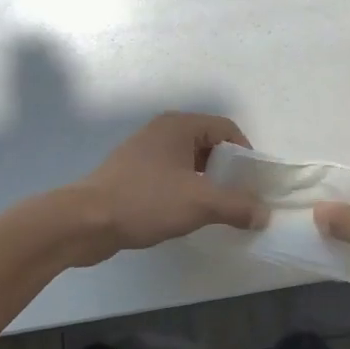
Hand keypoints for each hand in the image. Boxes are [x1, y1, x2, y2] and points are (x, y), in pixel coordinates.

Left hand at [66, 113, 264, 266]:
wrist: (85, 222)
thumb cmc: (145, 201)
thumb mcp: (199, 203)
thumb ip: (237, 206)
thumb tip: (264, 214)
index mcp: (178, 126)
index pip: (226, 128)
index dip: (245, 154)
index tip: (254, 183)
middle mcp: (162, 132)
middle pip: (208, 145)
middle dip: (227, 171)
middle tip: (239, 198)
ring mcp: (144, 153)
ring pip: (188, 163)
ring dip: (206, 184)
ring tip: (216, 211)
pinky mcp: (132, 175)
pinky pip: (170, 177)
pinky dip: (185, 191)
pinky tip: (186, 215)